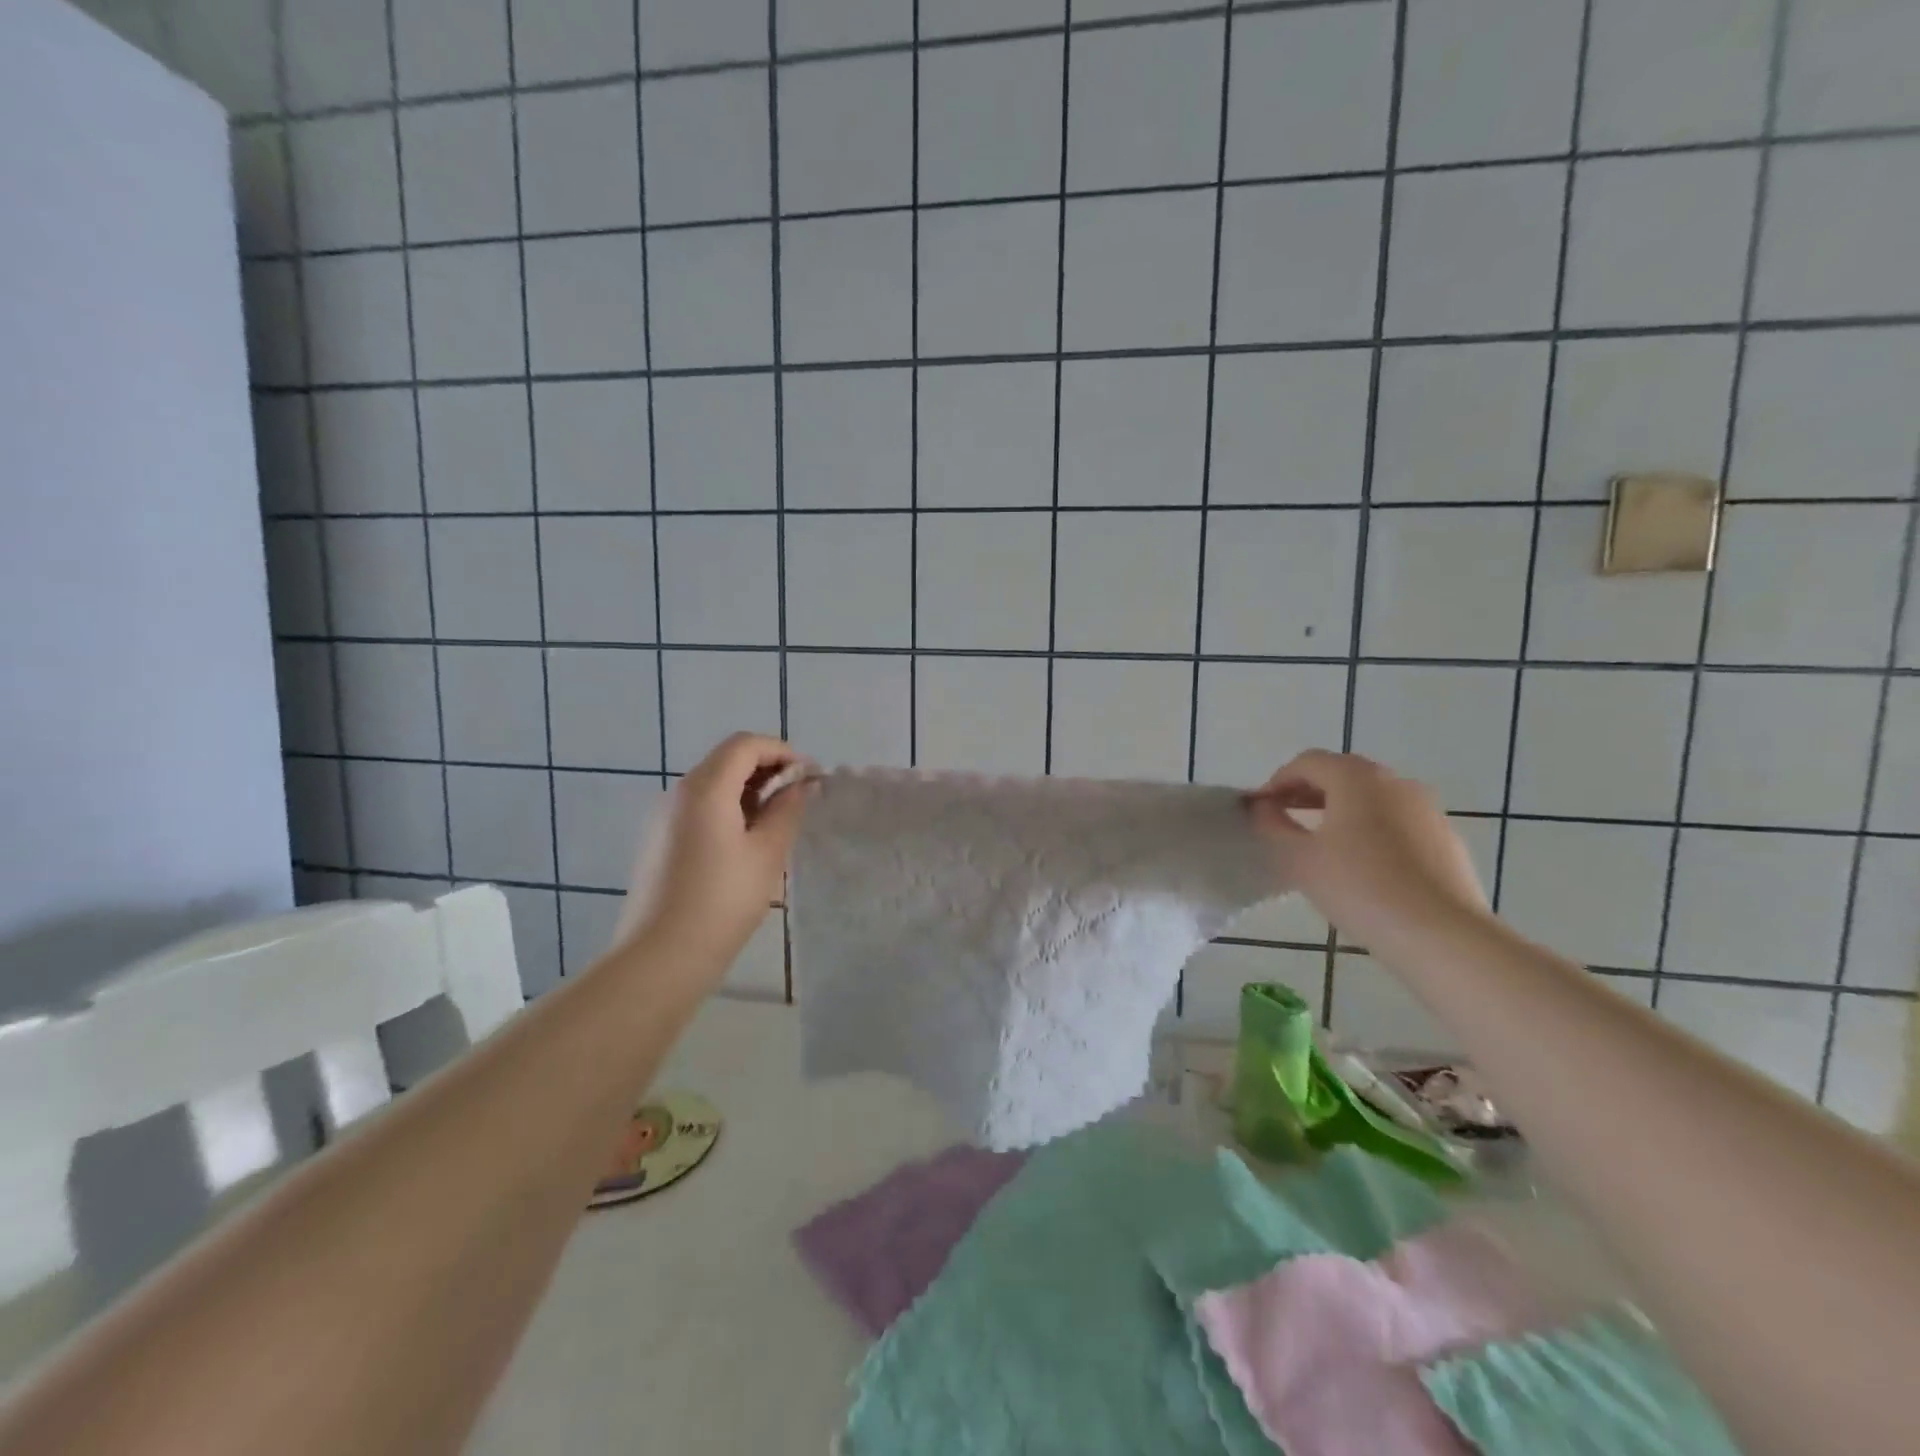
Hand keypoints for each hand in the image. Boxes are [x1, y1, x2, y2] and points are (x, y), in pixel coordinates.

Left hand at [614, 734, 813, 971]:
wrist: (660, 957)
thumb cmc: (722, 901)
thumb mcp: (767, 854)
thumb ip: (788, 811)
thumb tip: (801, 785)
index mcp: (705, 788)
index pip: (745, 745)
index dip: (781, 751)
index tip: (809, 775)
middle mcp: (678, 793)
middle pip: (726, 760)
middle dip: (766, 769)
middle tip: (799, 796)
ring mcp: (663, 817)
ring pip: (712, 784)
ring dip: (748, 789)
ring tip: (778, 819)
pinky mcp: (659, 841)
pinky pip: (698, 808)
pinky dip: (728, 808)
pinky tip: (747, 840)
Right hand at [1246, 750, 1489, 947]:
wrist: (1442, 935)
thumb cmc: (1360, 887)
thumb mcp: (1299, 859)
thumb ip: (1273, 826)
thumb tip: (1264, 808)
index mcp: (1357, 777)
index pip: (1307, 763)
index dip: (1277, 781)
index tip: (1261, 809)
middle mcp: (1396, 782)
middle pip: (1342, 774)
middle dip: (1308, 792)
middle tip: (1285, 821)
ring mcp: (1427, 810)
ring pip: (1372, 798)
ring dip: (1340, 810)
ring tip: (1321, 845)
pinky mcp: (1446, 840)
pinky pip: (1397, 822)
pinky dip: (1371, 830)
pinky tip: (1362, 867)